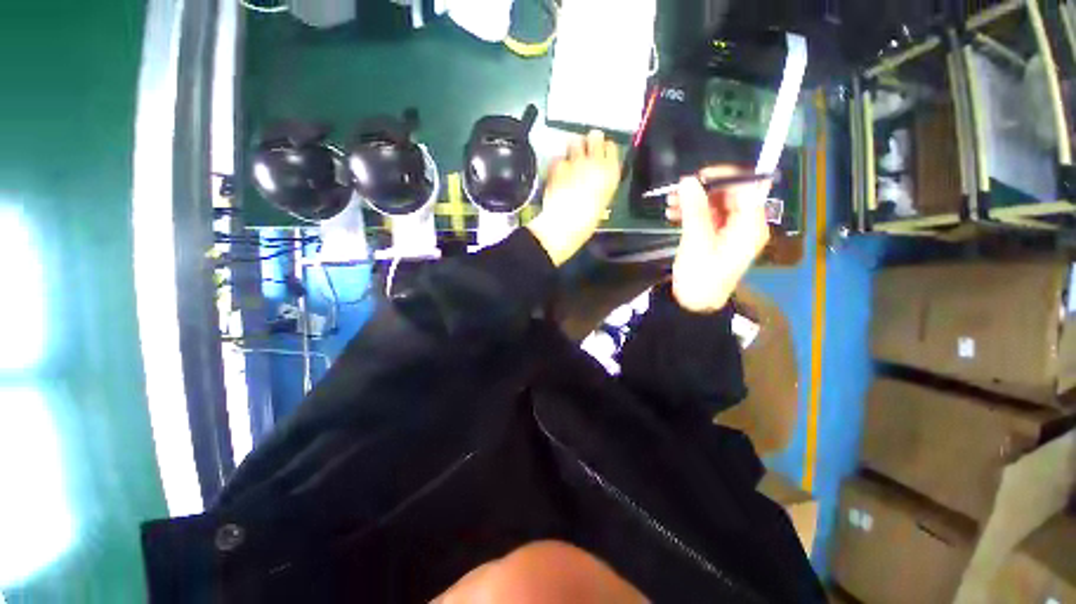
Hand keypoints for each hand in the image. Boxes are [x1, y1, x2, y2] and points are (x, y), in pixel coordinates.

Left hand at [527, 130, 620, 265]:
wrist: (562, 227)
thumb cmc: (585, 223)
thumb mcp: (601, 204)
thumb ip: (601, 185)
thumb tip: (597, 179)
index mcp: (611, 174)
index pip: (611, 148)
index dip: (605, 150)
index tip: (601, 155)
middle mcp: (595, 163)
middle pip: (595, 136)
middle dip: (589, 142)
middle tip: (584, 153)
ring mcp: (575, 162)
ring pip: (575, 141)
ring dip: (572, 148)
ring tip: (569, 162)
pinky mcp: (557, 166)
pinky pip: (558, 158)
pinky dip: (557, 164)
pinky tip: (557, 175)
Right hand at [666, 166, 770, 312]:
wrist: (693, 304)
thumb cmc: (700, 276)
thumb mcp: (696, 241)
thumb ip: (694, 209)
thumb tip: (688, 179)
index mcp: (750, 225)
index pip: (747, 187)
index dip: (725, 177)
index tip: (698, 176)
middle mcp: (746, 224)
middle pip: (730, 194)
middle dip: (704, 190)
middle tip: (677, 191)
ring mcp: (731, 231)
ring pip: (716, 204)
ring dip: (694, 201)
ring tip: (670, 205)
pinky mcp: (718, 237)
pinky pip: (708, 216)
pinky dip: (691, 212)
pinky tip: (673, 214)